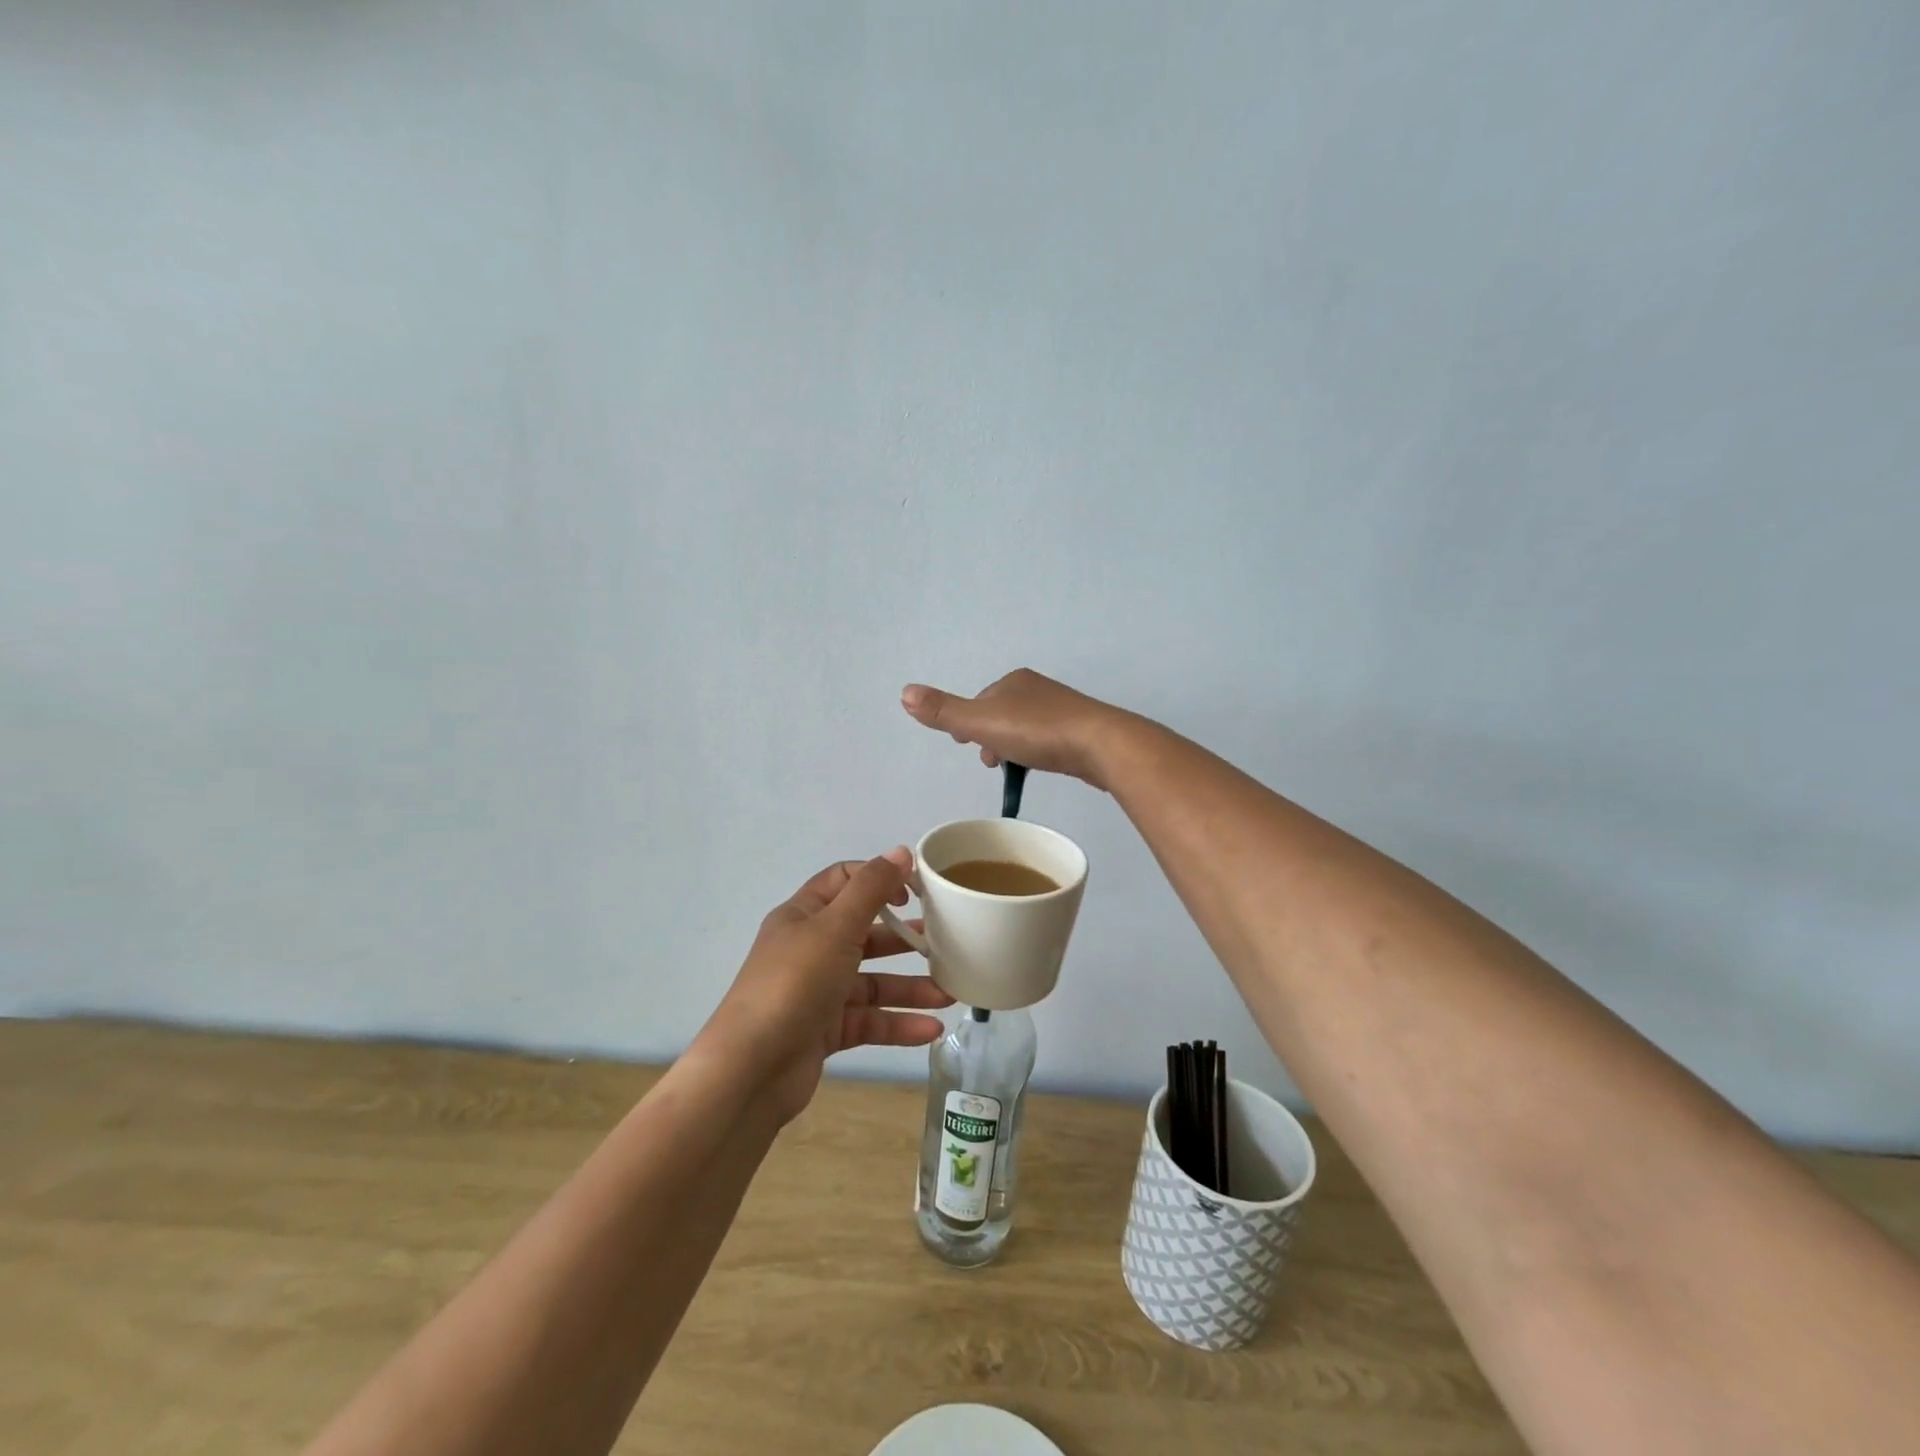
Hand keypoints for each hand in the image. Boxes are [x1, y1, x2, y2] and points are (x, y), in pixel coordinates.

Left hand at [696, 850, 953, 1123]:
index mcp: (803, 916)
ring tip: (949, 995)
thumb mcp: (835, 927)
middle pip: (864, 935)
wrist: (751, 1070)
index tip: (917, 892)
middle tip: (945, 943)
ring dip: (909, 988)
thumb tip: (900, 852)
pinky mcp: (824, 1032)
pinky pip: (868, 1021)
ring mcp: (817, 993)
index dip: (880, 880)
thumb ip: (871, 889)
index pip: (844, 881)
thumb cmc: (794, 983)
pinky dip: (898, 1025)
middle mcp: (809, 950)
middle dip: (903, 940)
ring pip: (871, 983)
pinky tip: (931, 1029)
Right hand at [901, 669, 1136, 789]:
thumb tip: (904, 692)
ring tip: (1012, 770)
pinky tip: (1040, 767)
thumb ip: (944, 712)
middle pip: (1001, 714)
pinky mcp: (1081, 730)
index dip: (967, 724)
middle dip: (990, 737)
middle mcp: (1037, 689)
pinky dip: (1036, 752)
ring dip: (1012, 747)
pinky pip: (1047, 740)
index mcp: (1013, 681)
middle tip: (988, 763)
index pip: (980, 702)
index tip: (964, 745)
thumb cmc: (1038, 732)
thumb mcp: (982, 722)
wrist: (1101, 744)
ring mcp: (1062, 709)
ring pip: (1024, 729)